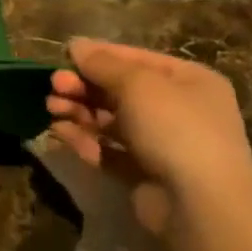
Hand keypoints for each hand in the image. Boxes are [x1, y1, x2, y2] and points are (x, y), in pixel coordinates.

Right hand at [47, 38, 251, 235]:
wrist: (200, 205)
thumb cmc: (176, 128)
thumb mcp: (138, 84)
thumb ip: (103, 64)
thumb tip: (76, 45)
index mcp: (189, 81)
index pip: (136, 60)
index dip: (99, 56)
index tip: (63, 56)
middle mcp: (179, 110)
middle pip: (120, 91)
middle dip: (84, 87)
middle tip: (53, 85)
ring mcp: (162, 145)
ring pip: (111, 121)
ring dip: (79, 112)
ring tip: (50, 109)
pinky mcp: (144, 174)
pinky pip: (109, 151)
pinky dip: (85, 141)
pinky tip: (58, 133)